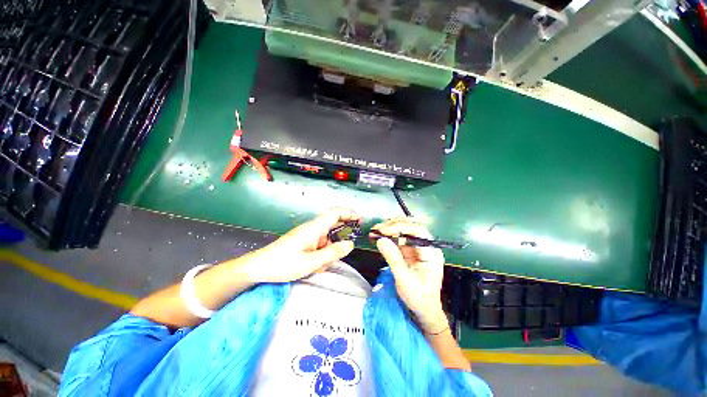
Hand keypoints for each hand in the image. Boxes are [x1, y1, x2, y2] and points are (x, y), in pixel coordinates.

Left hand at [241, 208, 359, 282]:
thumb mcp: (311, 262)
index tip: (360, 219)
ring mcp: (308, 235)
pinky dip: (323, 254)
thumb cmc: (283, 264)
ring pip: (327, 237)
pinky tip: (317, 266)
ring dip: (330, 250)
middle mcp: (312, 228)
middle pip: (333, 224)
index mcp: (314, 228)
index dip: (349, 213)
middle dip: (342, 235)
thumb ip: (333, 253)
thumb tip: (351, 244)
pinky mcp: (304, 242)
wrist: (259, 267)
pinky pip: (320, 244)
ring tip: (323, 265)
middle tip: (348, 246)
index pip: (335, 213)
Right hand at [373, 217, 447, 333]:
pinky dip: (388, 236)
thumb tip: (380, 240)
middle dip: (394, 225)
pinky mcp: (410, 251)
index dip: (400, 227)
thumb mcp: (404, 279)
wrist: (424, 310)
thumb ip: (393, 258)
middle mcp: (426, 246)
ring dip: (390, 228)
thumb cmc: (418, 297)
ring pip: (404, 230)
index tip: (384, 231)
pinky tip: (378, 235)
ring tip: (376, 230)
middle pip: (411, 226)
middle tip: (378, 228)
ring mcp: (417, 247)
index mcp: (431, 252)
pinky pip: (398, 238)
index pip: (417, 231)